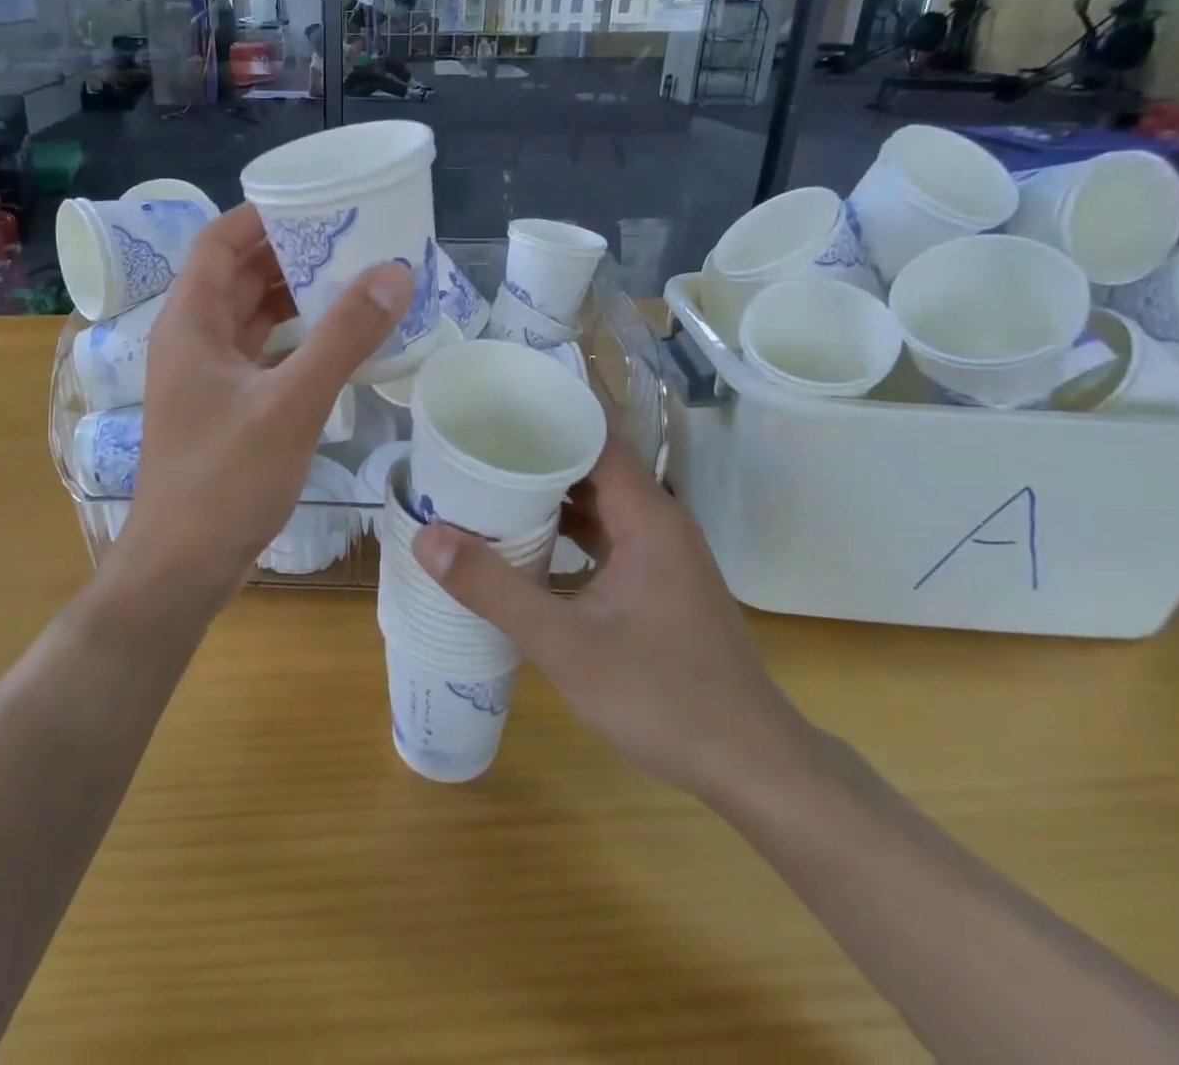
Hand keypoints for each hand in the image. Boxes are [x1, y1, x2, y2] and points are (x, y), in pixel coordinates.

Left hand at [121, 203, 409, 596]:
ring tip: (354, 280)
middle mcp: (193, 340)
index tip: (319, 203)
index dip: (264, 215)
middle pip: (239, 275)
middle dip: (291, 253)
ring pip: (252, 316)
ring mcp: (208, 377)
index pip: (220, 242)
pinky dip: (297, 339)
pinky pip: (263, 354)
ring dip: (296, 297)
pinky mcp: (226, 408)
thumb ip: (342, 338)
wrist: (182, 567)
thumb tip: (393, 273)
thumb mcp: (290, 405)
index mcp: (191, 322)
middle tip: (352, 239)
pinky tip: (338, 342)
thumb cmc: (224, 481)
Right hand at [412, 442, 810, 801]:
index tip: (490, 412)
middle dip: (533, 453)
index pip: (594, 436)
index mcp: (647, 515)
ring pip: (596, 501)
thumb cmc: (663, 696)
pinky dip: (564, 529)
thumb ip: (495, 590)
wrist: (750, 764)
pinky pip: (603, 533)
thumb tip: (427, 538)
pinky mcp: (655, 580)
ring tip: (485, 485)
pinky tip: (524, 543)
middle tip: (471, 448)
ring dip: (547, 494)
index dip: (544, 417)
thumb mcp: (566, 645)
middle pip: (591, 464)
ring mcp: (659, 552)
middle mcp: (657, 520)